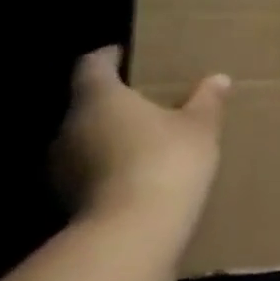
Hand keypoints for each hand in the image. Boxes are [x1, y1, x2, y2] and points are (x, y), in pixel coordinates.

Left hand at [53, 47, 230, 251]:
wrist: (133, 227)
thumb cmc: (168, 159)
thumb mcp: (200, 126)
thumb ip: (206, 100)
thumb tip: (218, 78)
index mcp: (100, 97)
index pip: (92, 65)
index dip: (108, 56)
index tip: (124, 53)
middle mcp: (70, 125)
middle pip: (86, 102)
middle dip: (113, 99)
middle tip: (146, 99)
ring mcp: (61, 163)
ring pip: (85, 136)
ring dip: (109, 134)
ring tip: (143, 137)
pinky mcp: (65, 195)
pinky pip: (88, 167)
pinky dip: (107, 163)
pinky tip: (135, 171)